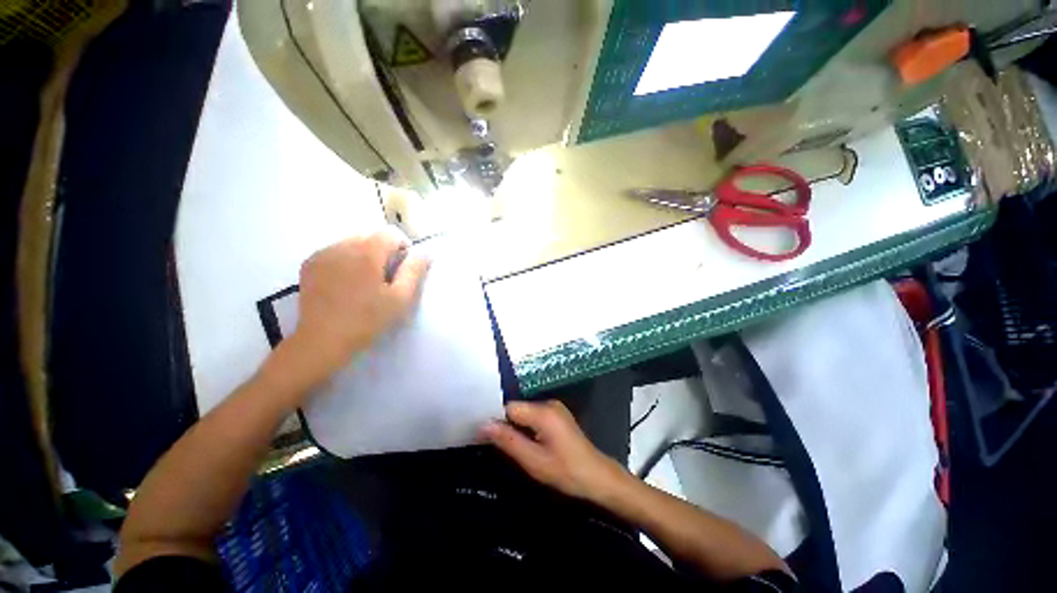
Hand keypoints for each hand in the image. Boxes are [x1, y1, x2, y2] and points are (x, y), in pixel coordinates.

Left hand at [281, 230, 429, 387]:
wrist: (323, 340)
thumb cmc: (367, 319)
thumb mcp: (401, 298)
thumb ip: (415, 271)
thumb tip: (424, 252)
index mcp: (367, 252)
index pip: (391, 232)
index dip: (403, 247)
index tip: (403, 268)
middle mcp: (343, 245)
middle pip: (371, 234)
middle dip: (384, 249)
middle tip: (386, 276)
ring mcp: (323, 253)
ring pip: (353, 241)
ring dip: (365, 253)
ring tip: (365, 280)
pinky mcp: (310, 264)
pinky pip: (335, 250)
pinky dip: (346, 259)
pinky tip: (346, 282)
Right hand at [481, 401, 628, 501]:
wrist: (598, 477)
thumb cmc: (566, 472)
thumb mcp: (533, 461)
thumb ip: (508, 440)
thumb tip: (483, 425)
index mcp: (543, 412)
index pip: (509, 407)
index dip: (495, 419)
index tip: (481, 435)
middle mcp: (548, 403)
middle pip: (517, 409)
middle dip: (505, 424)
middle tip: (492, 445)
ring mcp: (554, 408)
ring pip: (524, 413)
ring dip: (515, 427)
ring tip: (507, 446)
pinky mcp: (557, 415)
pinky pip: (534, 417)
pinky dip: (526, 428)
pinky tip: (524, 443)